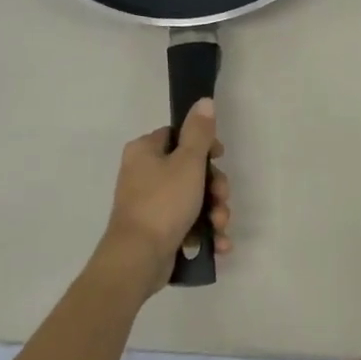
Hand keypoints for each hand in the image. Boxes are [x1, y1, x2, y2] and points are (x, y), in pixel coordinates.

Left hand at [98, 98, 231, 290]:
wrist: (139, 258)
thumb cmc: (163, 203)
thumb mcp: (188, 163)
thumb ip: (199, 132)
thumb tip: (204, 101)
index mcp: (145, 151)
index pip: (178, 136)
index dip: (203, 146)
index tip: (219, 157)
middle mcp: (144, 174)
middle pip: (191, 170)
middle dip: (215, 188)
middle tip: (221, 199)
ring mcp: (150, 204)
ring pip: (194, 199)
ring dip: (215, 212)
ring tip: (220, 227)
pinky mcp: (158, 230)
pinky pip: (188, 223)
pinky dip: (205, 232)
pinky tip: (219, 244)